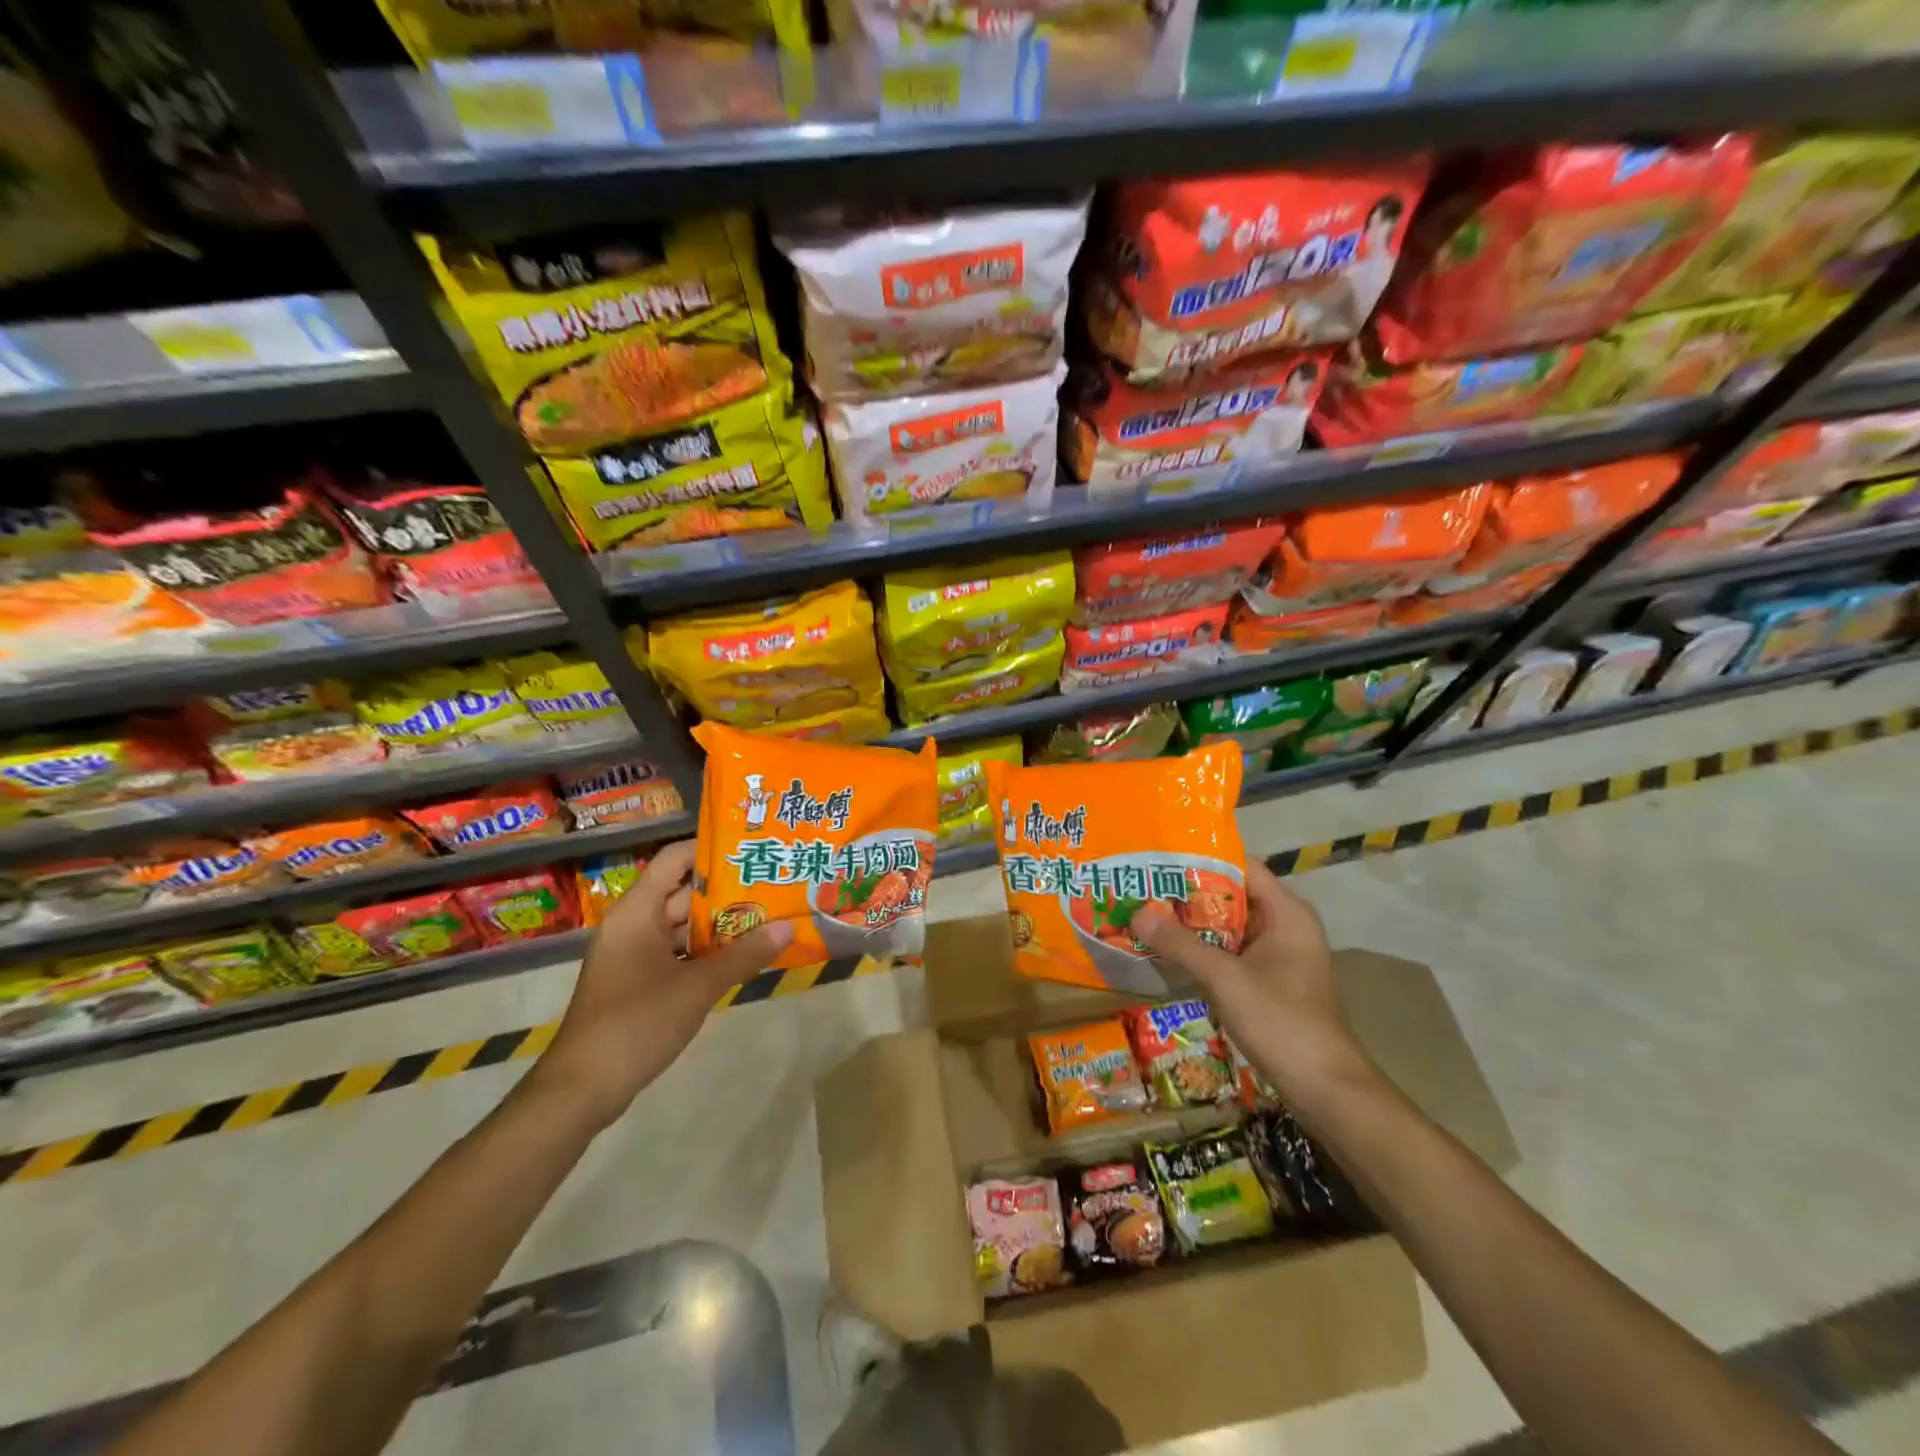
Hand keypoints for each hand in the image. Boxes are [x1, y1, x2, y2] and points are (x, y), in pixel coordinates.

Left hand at [528, 840, 791, 1129]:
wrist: (582, 1089)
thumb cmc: (636, 1023)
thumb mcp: (697, 987)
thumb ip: (744, 956)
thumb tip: (789, 928)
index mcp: (637, 911)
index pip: (675, 859)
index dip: (711, 850)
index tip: (751, 849)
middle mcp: (632, 924)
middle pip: (682, 892)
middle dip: (727, 890)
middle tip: (772, 883)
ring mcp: (632, 954)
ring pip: (681, 926)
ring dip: (720, 924)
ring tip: (767, 916)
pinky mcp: (636, 981)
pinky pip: (676, 952)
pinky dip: (705, 952)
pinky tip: (742, 956)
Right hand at [1133, 861, 1377, 1121]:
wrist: (1325, 1089)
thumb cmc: (1281, 1021)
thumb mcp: (1225, 979)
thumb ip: (1180, 944)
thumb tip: (1137, 912)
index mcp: (1286, 912)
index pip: (1240, 867)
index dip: (1200, 860)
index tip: (1159, 859)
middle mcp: (1285, 925)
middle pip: (1231, 896)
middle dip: (1187, 895)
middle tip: (1142, 888)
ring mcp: (1279, 955)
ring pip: (1228, 927)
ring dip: (1192, 925)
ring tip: (1146, 916)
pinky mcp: (1271, 980)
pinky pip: (1231, 952)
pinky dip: (1203, 950)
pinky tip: (1169, 953)